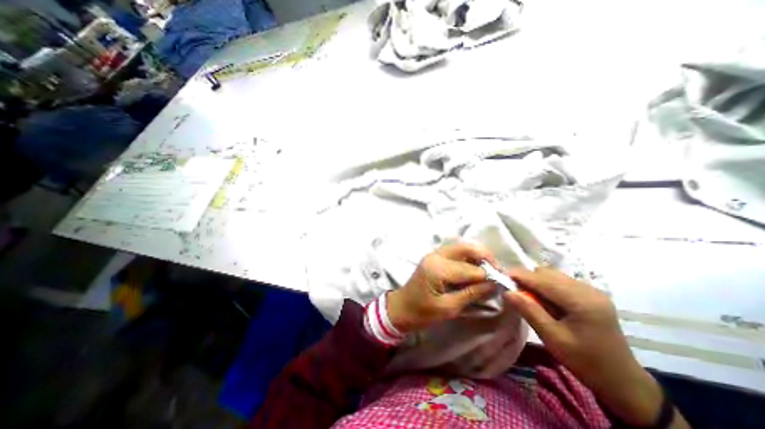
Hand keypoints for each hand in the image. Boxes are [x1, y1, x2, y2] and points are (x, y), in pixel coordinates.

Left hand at [389, 243, 495, 333]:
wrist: (401, 308)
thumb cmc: (422, 313)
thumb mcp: (448, 308)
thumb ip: (471, 294)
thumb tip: (494, 284)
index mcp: (437, 269)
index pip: (469, 268)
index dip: (488, 275)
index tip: (504, 282)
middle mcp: (436, 256)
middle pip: (465, 247)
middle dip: (485, 256)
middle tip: (498, 271)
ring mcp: (434, 254)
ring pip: (461, 246)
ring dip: (477, 254)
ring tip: (490, 269)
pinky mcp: (434, 257)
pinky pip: (455, 251)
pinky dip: (468, 256)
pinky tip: (476, 267)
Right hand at [506, 266, 687, 426]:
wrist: (622, 381)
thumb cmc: (585, 362)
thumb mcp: (553, 338)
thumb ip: (529, 311)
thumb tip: (507, 292)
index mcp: (581, 301)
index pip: (542, 279)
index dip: (519, 275)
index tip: (501, 278)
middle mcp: (588, 289)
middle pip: (547, 273)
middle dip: (527, 279)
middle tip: (516, 293)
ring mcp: (591, 290)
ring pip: (552, 275)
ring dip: (536, 282)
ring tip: (531, 299)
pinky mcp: (590, 294)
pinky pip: (560, 281)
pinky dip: (546, 286)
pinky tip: (546, 302)